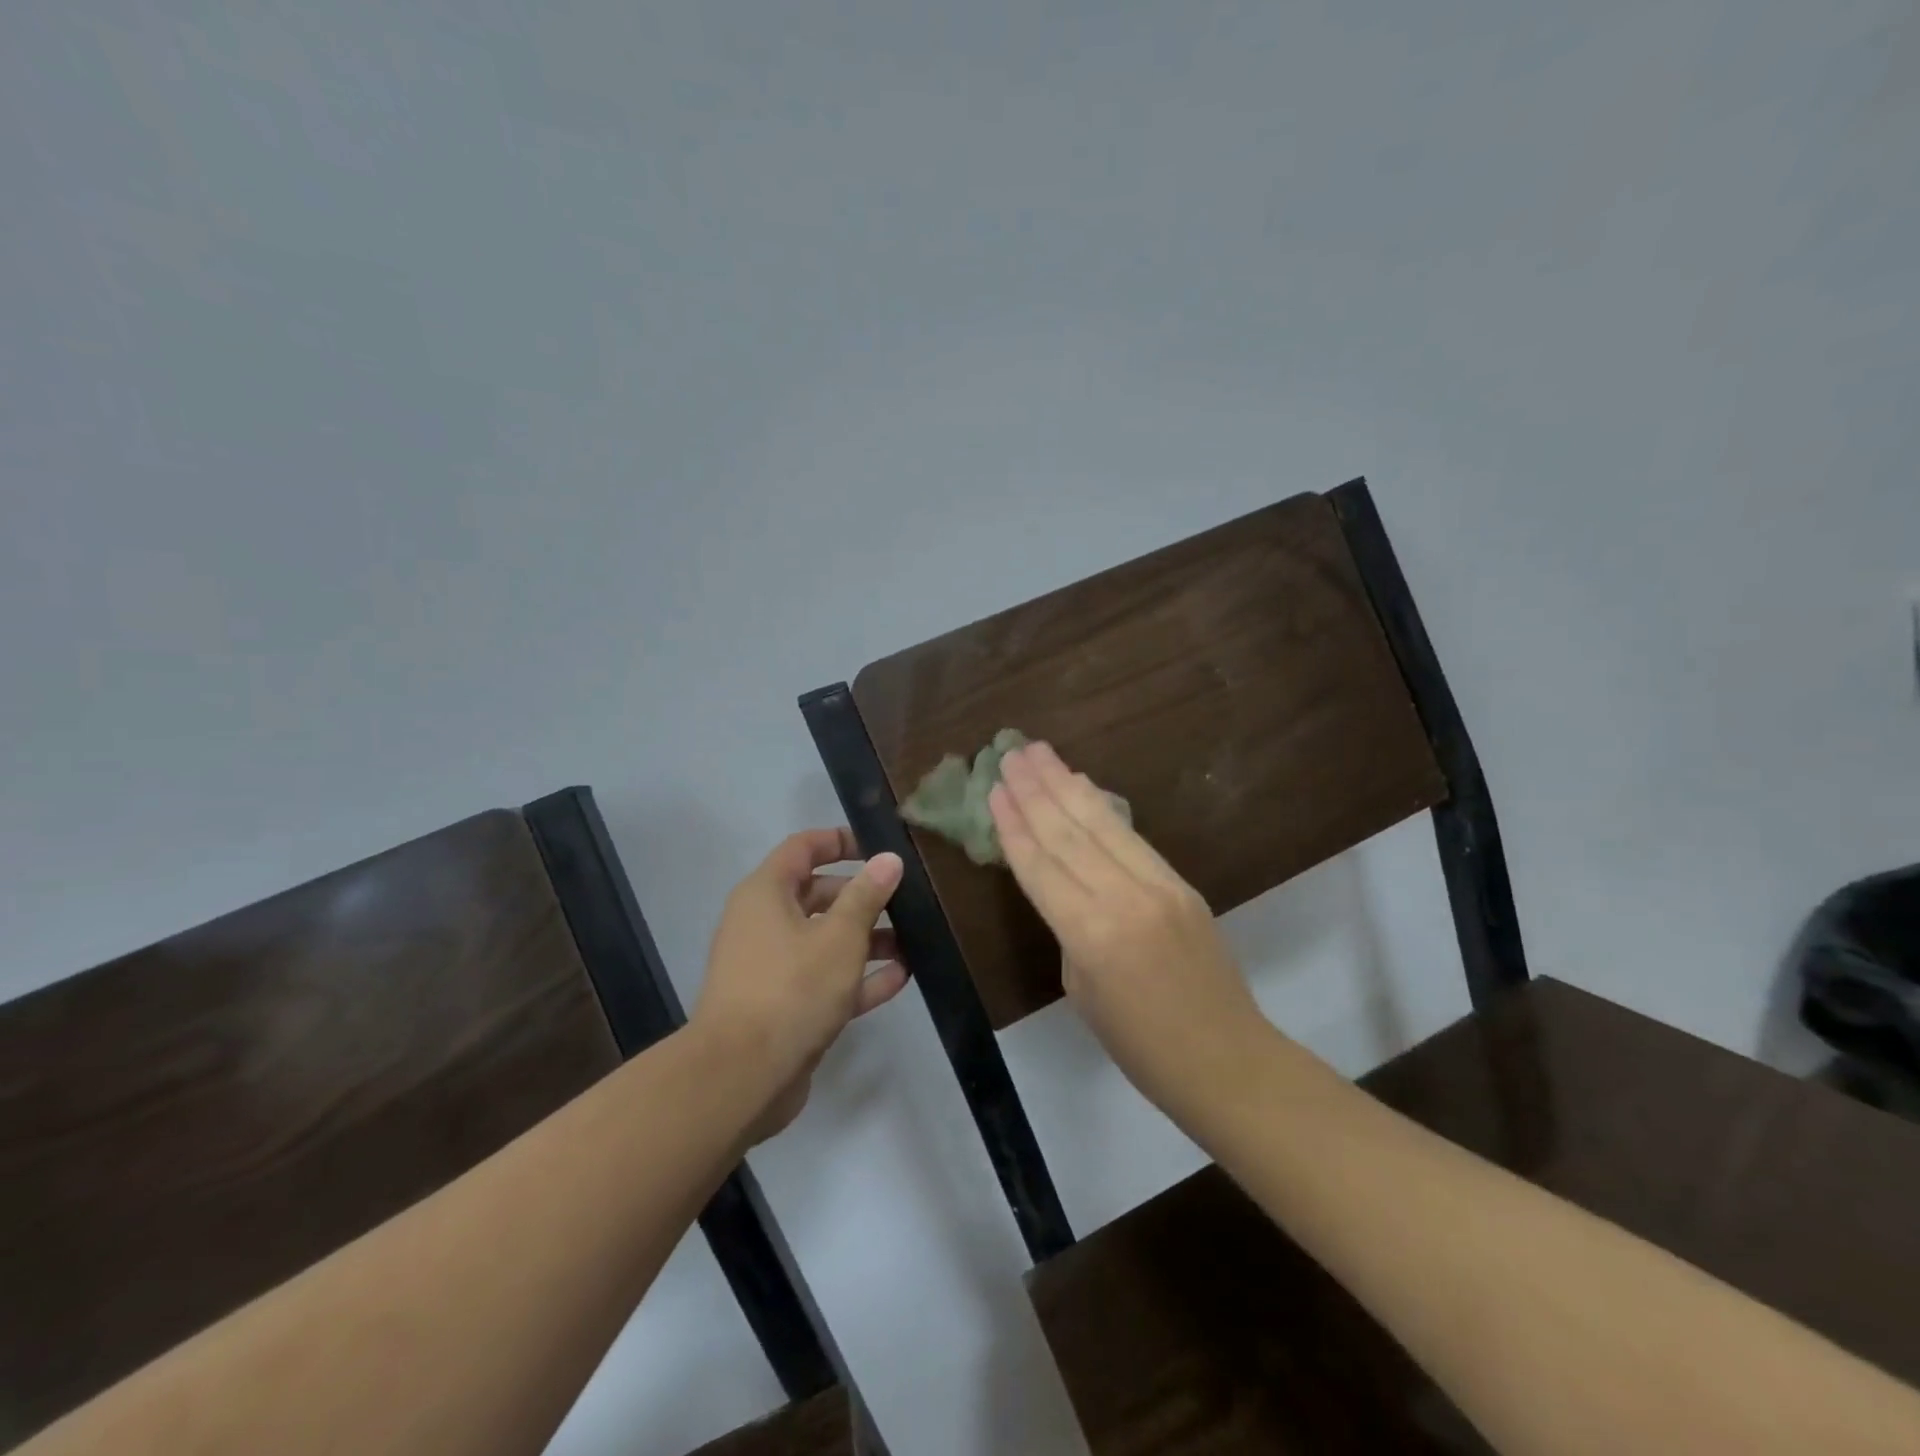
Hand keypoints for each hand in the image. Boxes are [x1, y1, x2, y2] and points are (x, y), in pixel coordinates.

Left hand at [692, 829, 906, 1141]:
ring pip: (824, 940)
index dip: (840, 841)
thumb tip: (888, 859)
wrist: (741, 1077)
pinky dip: (858, 976)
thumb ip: (867, 895)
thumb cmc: (791, 988)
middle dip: (862, 896)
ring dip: (867, 939)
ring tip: (914, 942)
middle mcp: (764, 923)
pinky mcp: (783, 1006)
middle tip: (906, 900)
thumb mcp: (839, 936)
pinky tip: (900, 978)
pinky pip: (825, 979)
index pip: (803, 848)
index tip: (878, 846)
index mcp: (766, 894)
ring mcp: (772, 967)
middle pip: (818, 895)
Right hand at [989, 743, 1265, 1105]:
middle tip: (1009, 753)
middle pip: (1067, 832)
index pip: (1041, 866)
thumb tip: (1066, 885)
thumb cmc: (1139, 1045)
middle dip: (1034, 790)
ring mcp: (1158, 885)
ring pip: (1101, 823)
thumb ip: (1069, 929)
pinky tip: (1083, 785)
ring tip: (1039, 752)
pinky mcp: (1181, 883)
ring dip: (1066, 783)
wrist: (1225, 1059)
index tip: (994, 789)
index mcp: (1090, 934)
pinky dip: (1102, 806)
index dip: (1013, 825)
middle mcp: (1123, 897)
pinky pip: (1131, 836)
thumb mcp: (1081, 991)